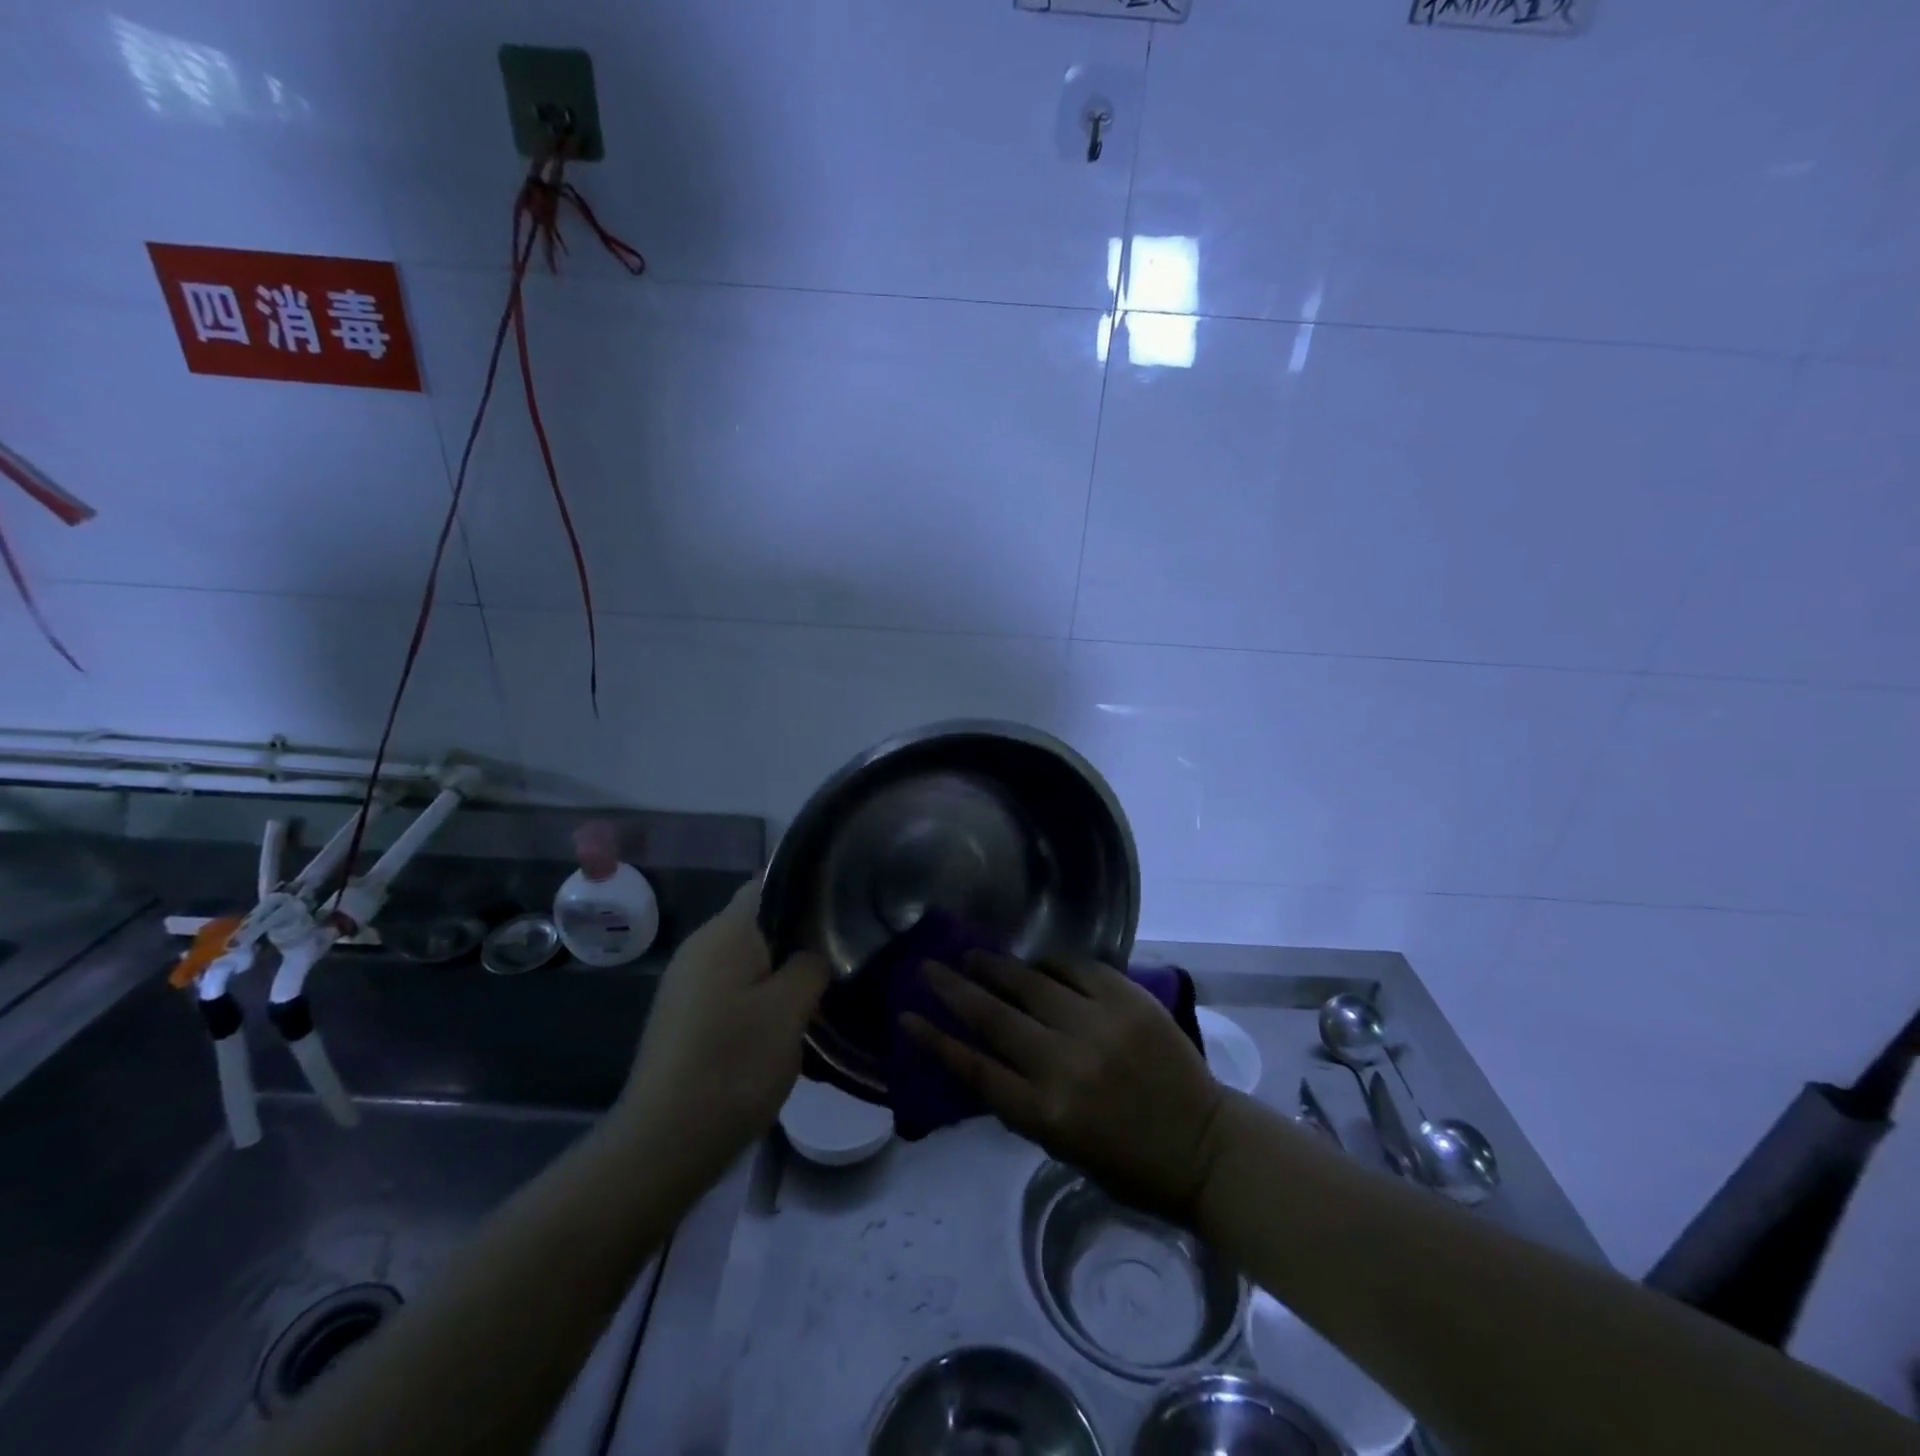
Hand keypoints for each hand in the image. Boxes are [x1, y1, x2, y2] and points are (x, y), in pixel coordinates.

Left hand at [618, 881, 829, 1186]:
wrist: (662, 1144)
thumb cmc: (732, 1065)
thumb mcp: (789, 1011)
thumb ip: (810, 967)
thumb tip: (814, 952)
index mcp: (725, 933)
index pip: (768, 884)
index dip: (807, 889)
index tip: (843, 907)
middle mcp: (700, 947)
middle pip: (758, 922)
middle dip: (799, 935)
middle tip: (842, 953)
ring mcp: (686, 983)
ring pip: (746, 959)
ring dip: (781, 971)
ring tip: (822, 990)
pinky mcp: (683, 1016)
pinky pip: (731, 989)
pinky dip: (760, 997)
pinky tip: (785, 1024)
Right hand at [902, 952, 1227, 1223]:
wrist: (1203, 1145)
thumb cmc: (1127, 1162)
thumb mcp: (1060, 1146)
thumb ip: (1020, 1099)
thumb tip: (981, 1054)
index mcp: (1046, 1112)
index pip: (974, 1068)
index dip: (935, 1040)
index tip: (906, 1016)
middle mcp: (1065, 1063)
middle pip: (993, 1018)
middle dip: (953, 989)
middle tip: (929, 968)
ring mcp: (1098, 1025)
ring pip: (1030, 983)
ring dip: (995, 967)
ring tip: (972, 955)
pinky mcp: (1127, 999)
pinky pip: (1076, 967)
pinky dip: (1050, 963)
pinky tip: (1035, 961)